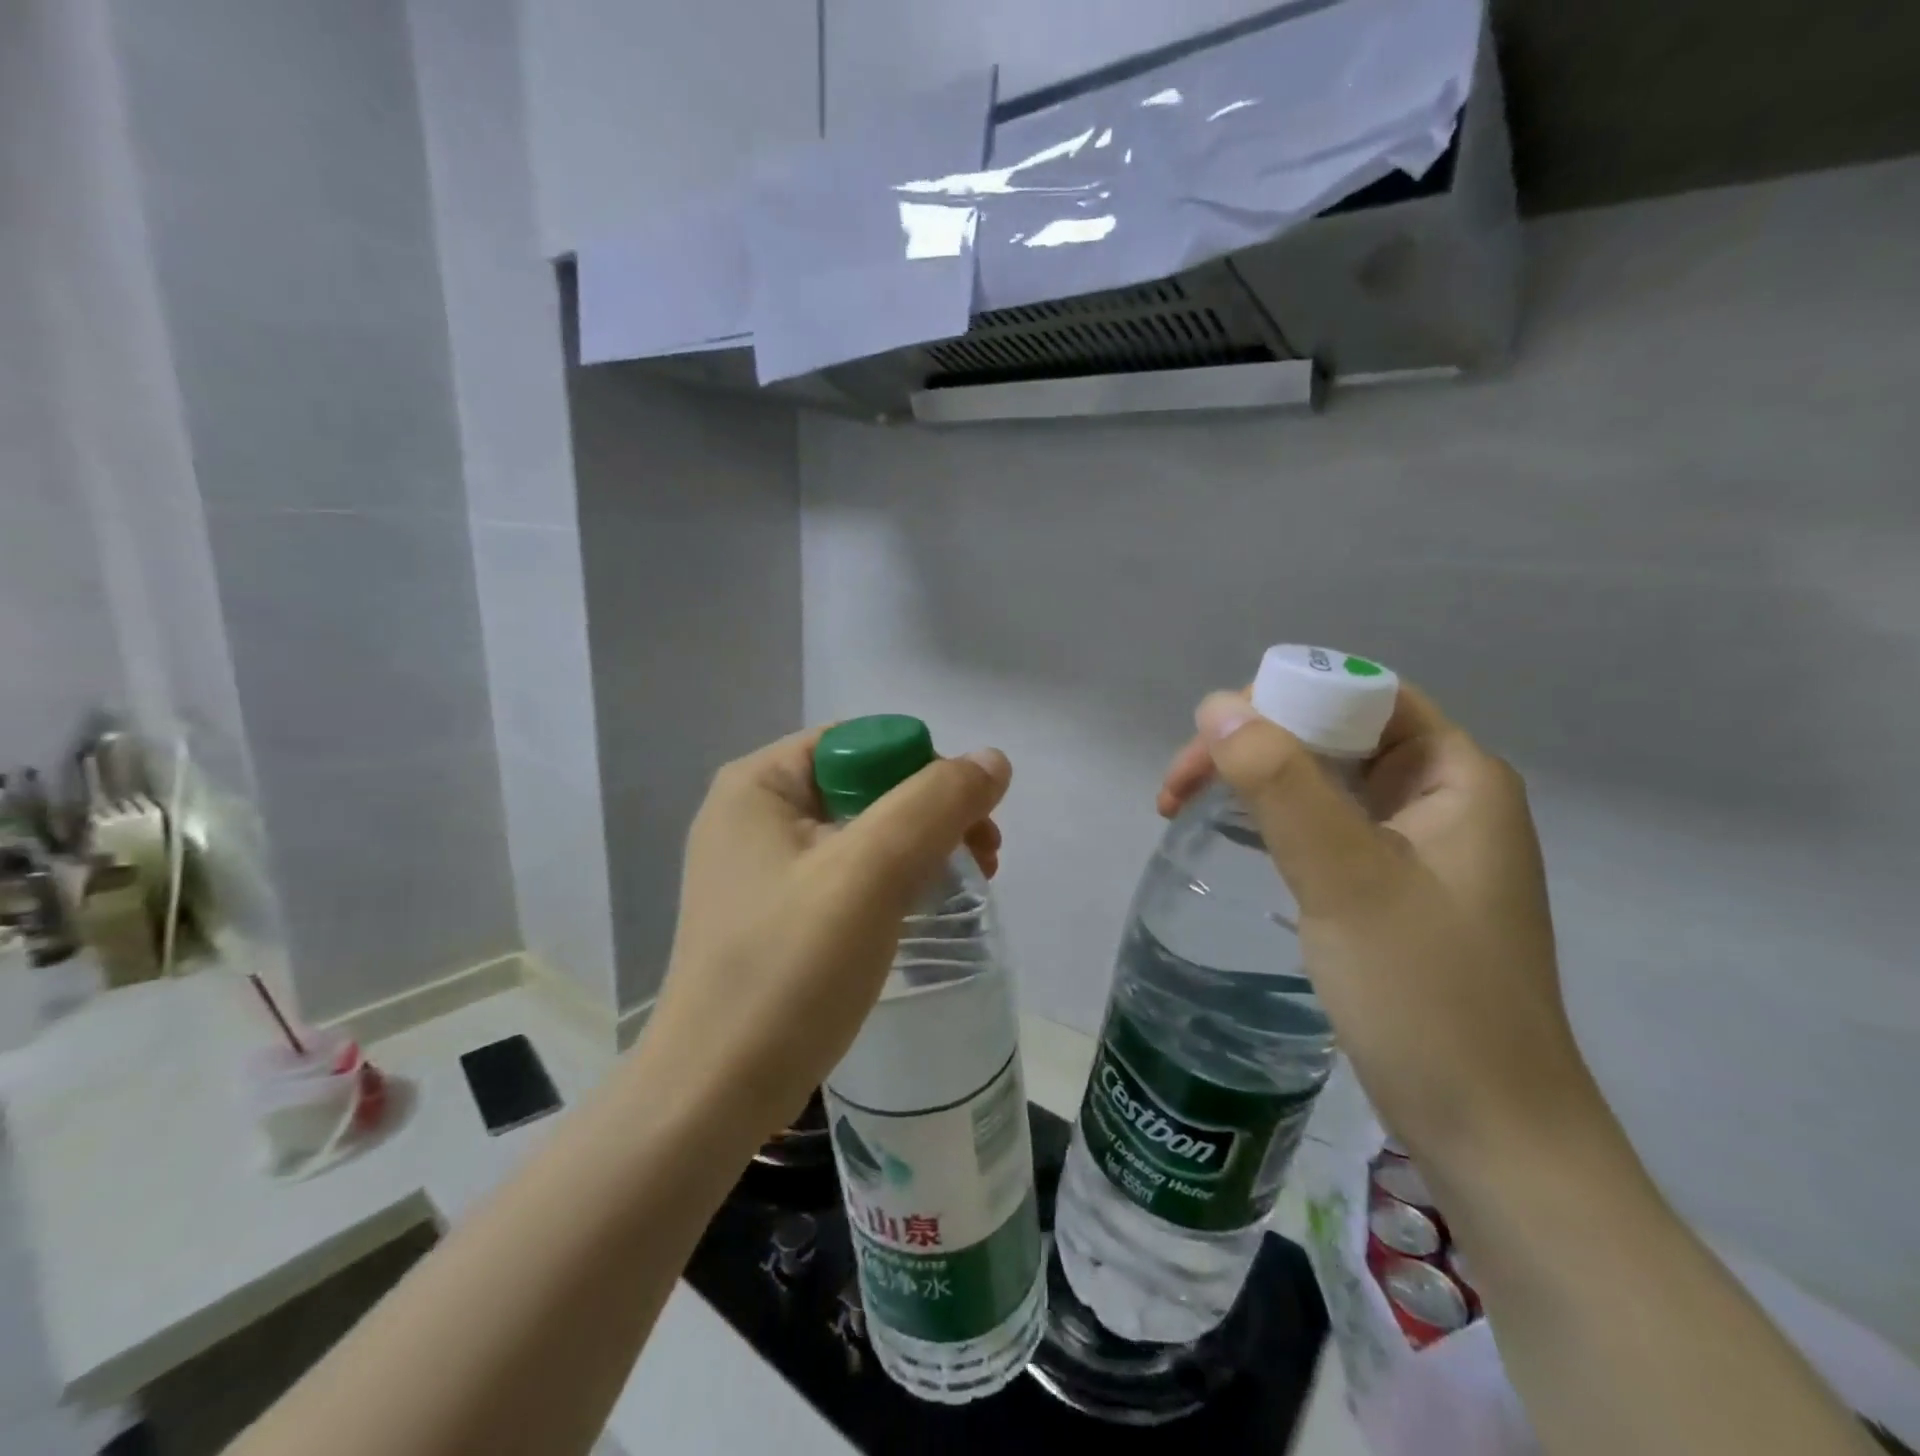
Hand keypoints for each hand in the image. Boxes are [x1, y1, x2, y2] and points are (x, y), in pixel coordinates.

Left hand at [642, 728, 1011, 1142]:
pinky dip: (889, 882)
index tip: (972, 824)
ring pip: (859, 832)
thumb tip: (992, 759)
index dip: (925, 770)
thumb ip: (935, 803)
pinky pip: (843, 874)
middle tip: (984, 857)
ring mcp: (757, 867)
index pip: (861, 743)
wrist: (713, 1095)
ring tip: (965, 886)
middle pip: (863, 784)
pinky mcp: (770, 914)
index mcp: (759, 784)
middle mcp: (751, 813)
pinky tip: (920, 910)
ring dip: (918, 848)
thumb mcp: (871, 872)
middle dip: (930, 813)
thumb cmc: (789, 970)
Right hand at [1161, 683, 1605, 1173]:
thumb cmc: (1428, 998)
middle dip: (1252, 744)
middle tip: (1180, 788)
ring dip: (1254, 782)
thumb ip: (1282, 784)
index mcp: (1457, 776)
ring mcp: (1418, 847)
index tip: (1210, 744)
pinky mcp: (1393, 889)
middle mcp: (1443, 798)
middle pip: (1334, 733)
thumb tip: (1216, 706)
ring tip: (1187, 809)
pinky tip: (1237, 841)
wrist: (1492, 1136)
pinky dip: (1273, 821)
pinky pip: (1325, 826)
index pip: (1359, 695)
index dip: (1279, 699)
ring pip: (1323, 780)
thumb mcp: (1347, 880)